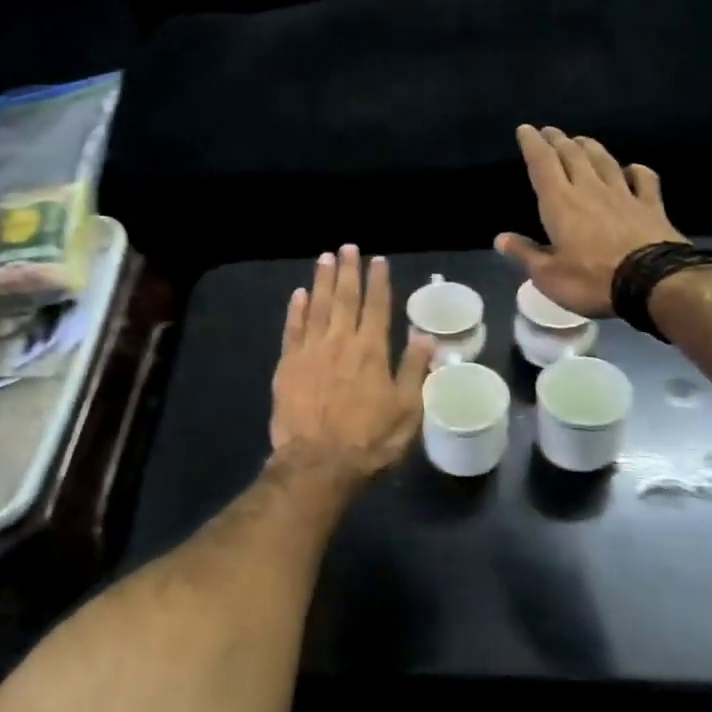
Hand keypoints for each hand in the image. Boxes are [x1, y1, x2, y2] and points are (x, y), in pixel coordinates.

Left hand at [271, 246, 434, 482]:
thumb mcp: (407, 411)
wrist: (318, 463)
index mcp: (372, 351)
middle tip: (348, 248)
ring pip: (317, 306)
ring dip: (322, 281)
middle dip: (348, 271)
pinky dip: (296, 309)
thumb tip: (424, 337)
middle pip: (345, 298)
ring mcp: (310, 351)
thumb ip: (414, 371)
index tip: (378, 261)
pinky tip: (299, 294)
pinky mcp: (287, 365)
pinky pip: (292, 329)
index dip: (378, 282)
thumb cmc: (370, 441)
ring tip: (325, 258)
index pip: (377, 307)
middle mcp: (340, 342)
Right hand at [495, 125, 686, 317]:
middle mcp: (590, 190)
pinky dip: (636, 170)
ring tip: (581, 139)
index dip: (532, 145)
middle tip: (550, 131)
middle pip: (572, 156)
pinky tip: (632, 168)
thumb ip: (525, 254)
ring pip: (604, 161)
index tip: (525, 129)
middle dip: (558, 140)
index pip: (542, 165)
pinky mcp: (651, 206)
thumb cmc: (592, 280)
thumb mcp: (548, 275)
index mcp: (561, 203)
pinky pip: (644, 179)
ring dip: (590, 147)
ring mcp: (624, 195)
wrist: (654, 283)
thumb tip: (500, 238)